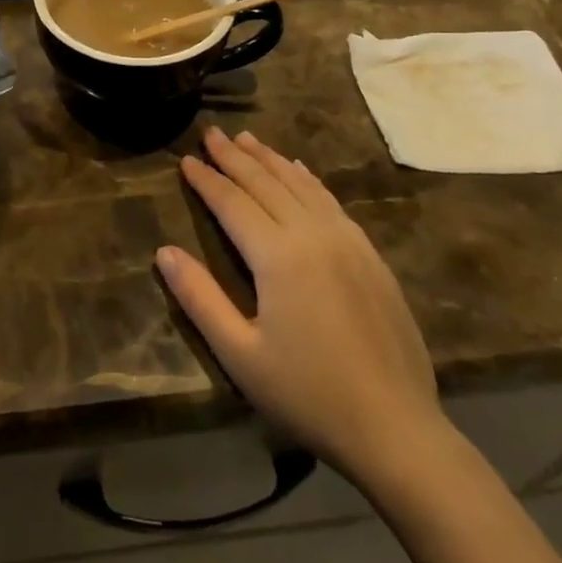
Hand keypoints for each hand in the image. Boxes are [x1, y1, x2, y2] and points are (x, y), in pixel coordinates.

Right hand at [157, 129, 447, 487]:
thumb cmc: (308, 395)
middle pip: (266, 183)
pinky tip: (299, 171)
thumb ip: (199, 297)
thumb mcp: (240, 354)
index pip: (232, 202)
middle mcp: (313, 234)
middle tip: (211, 132)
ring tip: (248, 139)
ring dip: (271, 159)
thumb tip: (163, 251)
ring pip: (301, 185)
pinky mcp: (371, 256)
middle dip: (235, 156)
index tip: (185, 160)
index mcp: (278, 256)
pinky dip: (308, 179)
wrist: (397, 430)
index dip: (206, 179)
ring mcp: (347, 242)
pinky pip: (331, 202)